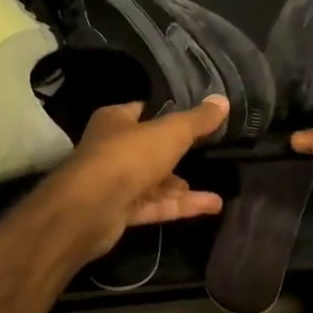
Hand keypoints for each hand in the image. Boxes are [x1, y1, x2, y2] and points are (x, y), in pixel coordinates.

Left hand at [44, 96, 228, 260]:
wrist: (90, 208)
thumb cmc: (128, 156)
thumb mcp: (170, 132)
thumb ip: (197, 120)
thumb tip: (222, 100)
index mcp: (114, 121)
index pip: (143, 111)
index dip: (168, 112)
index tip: (197, 117)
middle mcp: (112, 149)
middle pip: (149, 148)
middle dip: (176, 153)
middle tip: (208, 152)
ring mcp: (115, 183)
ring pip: (153, 181)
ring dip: (181, 185)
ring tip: (216, 184)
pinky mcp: (120, 212)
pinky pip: (156, 205)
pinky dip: (181, 205)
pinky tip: (213, 205)